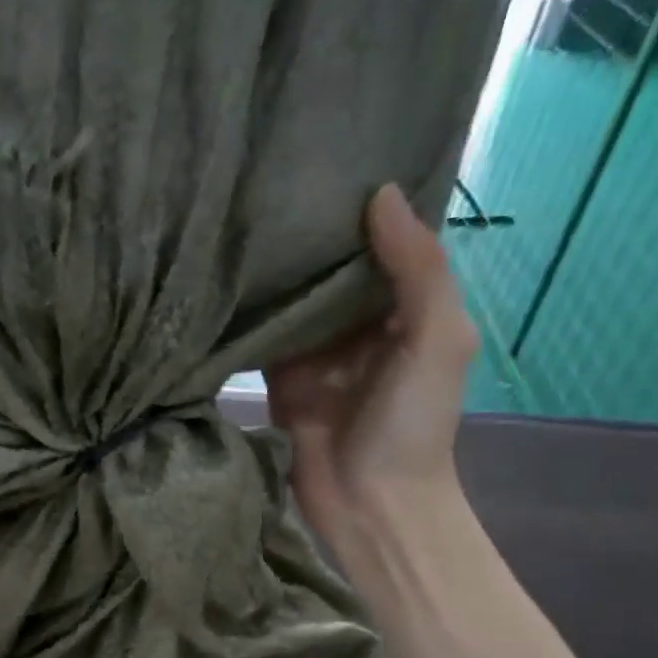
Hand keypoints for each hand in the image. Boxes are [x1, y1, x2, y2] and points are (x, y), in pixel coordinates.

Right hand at [265, 183, 478, 557]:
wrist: (368, 501)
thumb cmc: (414, 423)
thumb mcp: (438, 340)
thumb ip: (418, 271)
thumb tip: (380, 195)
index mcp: (406, 307)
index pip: (384, 242)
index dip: (365, 203)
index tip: (334, 156)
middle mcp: (357, 322)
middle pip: (332, 266)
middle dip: (310, 230)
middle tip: (271, 175)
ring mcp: (313, 350)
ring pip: (292, 297)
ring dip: (274, 267)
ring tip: (238, 212)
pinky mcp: (276, 376)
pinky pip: (259, 336)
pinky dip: (245, 312)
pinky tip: (220, 274)